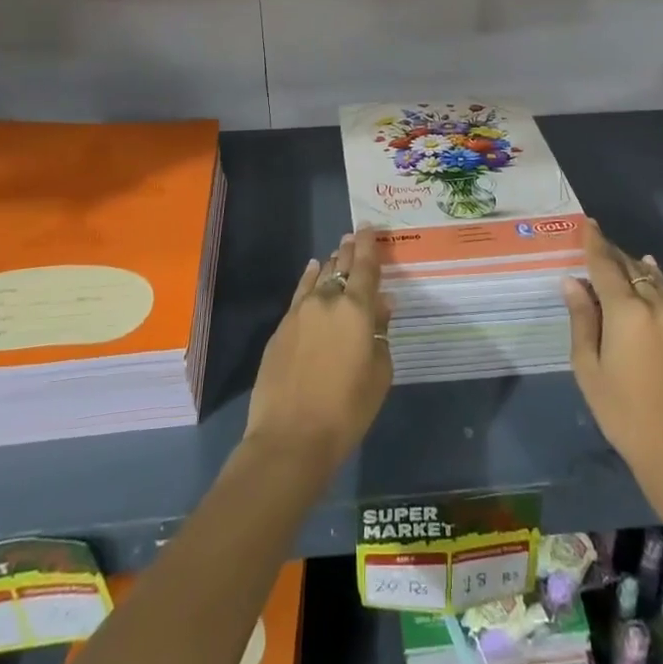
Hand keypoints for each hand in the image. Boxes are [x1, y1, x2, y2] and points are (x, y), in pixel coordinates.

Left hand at [245, 229, 392, 475]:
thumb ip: (381, 333)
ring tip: (337, 254)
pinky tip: (312, 271)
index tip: (369, 226)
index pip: (366, 266)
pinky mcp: (281, 328)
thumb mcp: (379, 373)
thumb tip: (381, 305)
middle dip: (349, 250)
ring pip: (319, 278)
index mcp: (357, 309)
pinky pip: (300, 293)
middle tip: (354, 237)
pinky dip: (309, 279)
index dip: (369, 244)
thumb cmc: (347, 410)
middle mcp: (328, 301)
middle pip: (340, 267)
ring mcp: (300, 312)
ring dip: (331, 265)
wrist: (291, 437)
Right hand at [563, 220, 662, 498]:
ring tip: (620, 262)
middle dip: (613, 254)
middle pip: (631, 267)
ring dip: (635, 268)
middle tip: (596, 245)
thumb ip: (581, 319)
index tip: (587, 223)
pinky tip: (649, 282)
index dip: (594, 242)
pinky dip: (654, 285)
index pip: (605, 264)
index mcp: (626, 311)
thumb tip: (572, 282)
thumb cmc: (623, 412)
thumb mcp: (589, 368)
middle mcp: (656, 305)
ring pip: (654, 280)